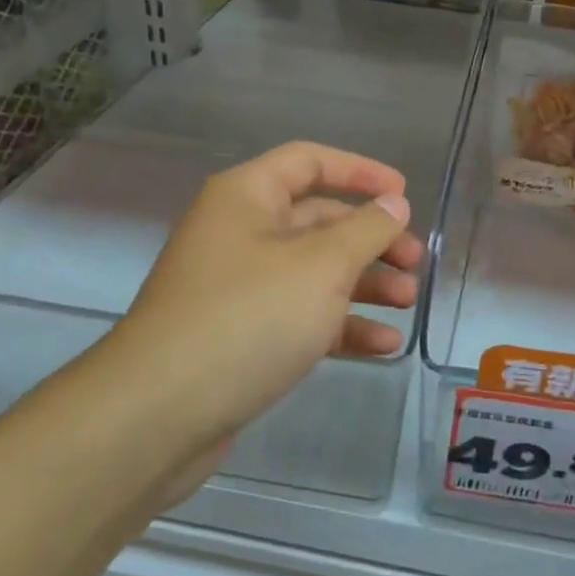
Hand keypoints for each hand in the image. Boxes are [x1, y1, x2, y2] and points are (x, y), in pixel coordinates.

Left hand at [98, 141, 422, 453]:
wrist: (159, 413)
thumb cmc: (248, 318)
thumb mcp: (321, 266)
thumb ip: (366, 230)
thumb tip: (394, 202)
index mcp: (247, 197)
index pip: (309, 162)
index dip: (360, 171)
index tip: (404, 193)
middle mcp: (240, 233)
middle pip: (318, 220)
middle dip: (371, 239)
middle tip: (415, 262)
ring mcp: (239, 287)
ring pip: (313, 272)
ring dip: (363, 284)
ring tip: (407, 302)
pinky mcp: (241, 335)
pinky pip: (301, 316)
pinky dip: (341, 325)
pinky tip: (383, 345)